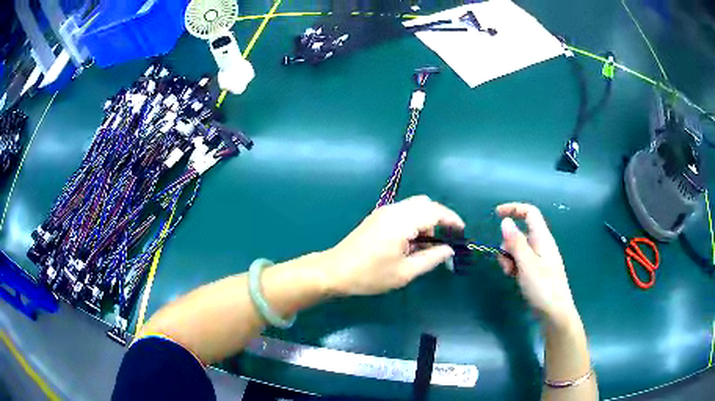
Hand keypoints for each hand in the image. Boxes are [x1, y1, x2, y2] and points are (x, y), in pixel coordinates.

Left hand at [325, 195, 464, 295]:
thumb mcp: (405, 272)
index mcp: (402, 221)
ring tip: (429, 244)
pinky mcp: (377, 216)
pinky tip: (412, 240)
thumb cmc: (370, 275)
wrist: (335, 271)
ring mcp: (384, 211)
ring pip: (414, 205)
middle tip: (446, 239)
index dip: (452, 220)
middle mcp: (394, 210)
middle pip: (426, 203)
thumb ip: (431, 259)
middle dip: (440, 218)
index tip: (462, 232)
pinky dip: (415, 220)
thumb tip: (448, 250)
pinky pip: (403, 211)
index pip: (435, 212)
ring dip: (426, 219)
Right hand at [496, 203, 577, 324]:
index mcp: (542, 238)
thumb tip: (506, 221)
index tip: (496, 214)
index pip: (529, 213)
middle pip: (521, 232)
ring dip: (509, 257)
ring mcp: (539, 258)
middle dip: (508, 243)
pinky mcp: (536, 271)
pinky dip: (514, 266)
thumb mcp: (526, 264)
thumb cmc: (543, 287)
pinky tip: (514, 278)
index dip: (514, 209)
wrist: (555, 313)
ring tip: (510, 273)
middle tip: (505, 261)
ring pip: (519, 248)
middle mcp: (542, 245)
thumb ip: (516, 242)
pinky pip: (521, 261)